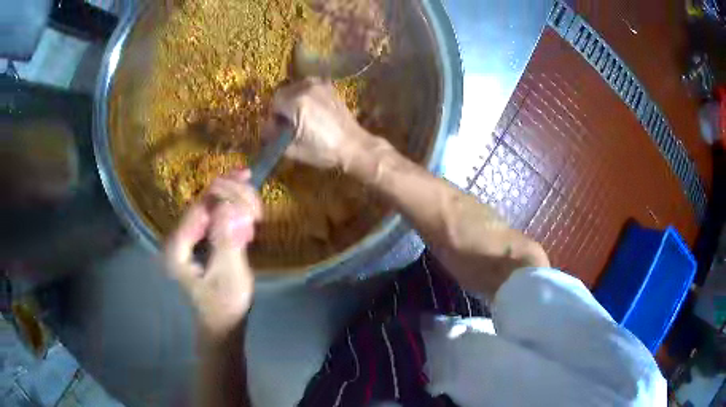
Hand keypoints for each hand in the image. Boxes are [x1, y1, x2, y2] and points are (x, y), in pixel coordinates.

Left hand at [164, 170, 261, 338]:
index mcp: (178, 247)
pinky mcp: (200, 240)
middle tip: (256, 196)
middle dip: (230, 194)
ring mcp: (189, 238)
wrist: (223, 322)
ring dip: (233, 200)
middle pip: (203, 202)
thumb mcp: (228, 274)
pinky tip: (248, 216)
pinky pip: (215, 216)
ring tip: (255, 208)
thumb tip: (230, 206)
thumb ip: (226, 240)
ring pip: (210, 206)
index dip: (223, 192)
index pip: (199, 208)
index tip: (247, 183)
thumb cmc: (225, 303)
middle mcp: (179, 237)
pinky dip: (233, 210)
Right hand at [269, 78, 369, 168]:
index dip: (273, 117)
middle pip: (283, 92)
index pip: (273, 103)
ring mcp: (320, 85)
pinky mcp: (330, 88)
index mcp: (297, 102)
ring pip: (296, 87)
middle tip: (287, 123)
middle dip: (282, 107)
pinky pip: (309, 86)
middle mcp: (307, 88)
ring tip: (299, 115)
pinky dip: (305, 94)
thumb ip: (273, 137)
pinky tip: (311, 109)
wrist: (354, 146)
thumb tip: (265, 129)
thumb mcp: (293, 149)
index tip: (279, 129)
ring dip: (292, 99)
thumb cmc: (323, 150)